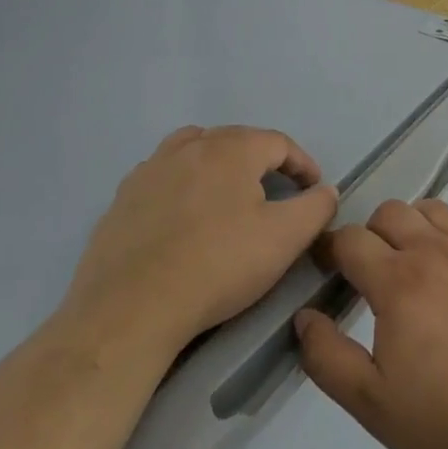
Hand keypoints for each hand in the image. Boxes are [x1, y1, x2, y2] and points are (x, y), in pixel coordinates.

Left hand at [67, 125, 337, 343]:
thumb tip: (325, 190)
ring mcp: (150, 170)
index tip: (313, 190)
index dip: (302, 164)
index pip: (279, 142)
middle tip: (275, 192)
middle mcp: (190, 146)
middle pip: (236, 139)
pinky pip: (161, 175)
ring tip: (227, 192)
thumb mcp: (285, 238)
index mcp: (232, 149)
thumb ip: (316, 207)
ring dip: (217, 162)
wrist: (131, 309)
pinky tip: (183, 216)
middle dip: (261, 160)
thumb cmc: (218, 266)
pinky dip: (181, 183)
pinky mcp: (122, 199)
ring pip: (193, 148)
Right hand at [294, 198, 447, 448]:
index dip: (329, 249)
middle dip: (369, 234)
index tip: (324, 268)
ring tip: (407, 265)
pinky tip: (446, 277)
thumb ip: (328, 358)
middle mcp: (433, 252)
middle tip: (367, 273)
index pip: (351, 240)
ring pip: (428, 210)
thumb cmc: (445, 416)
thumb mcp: (371, 402)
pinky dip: (442, 237)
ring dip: (408, 226)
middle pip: (390, 212)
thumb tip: (305, 318)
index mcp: (398, 281)